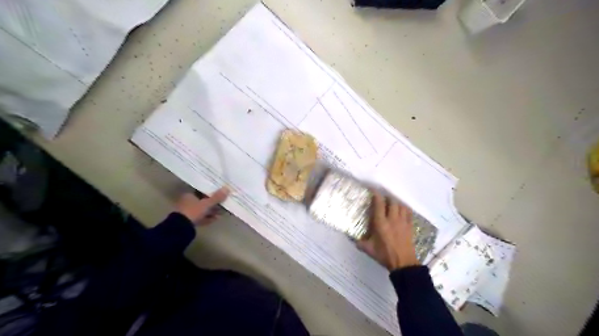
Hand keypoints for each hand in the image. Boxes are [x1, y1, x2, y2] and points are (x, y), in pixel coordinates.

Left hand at [176, 186, 229, 224]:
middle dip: (213, 203)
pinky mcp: (190, 221)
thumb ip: (217, 197)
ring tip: (222, 212)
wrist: (181, 228)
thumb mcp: (207, 204)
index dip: (211, 192)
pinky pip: (201, 217)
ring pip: (203, 210)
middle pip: (203, 201)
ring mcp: (188, 212)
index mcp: (189, 195)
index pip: (201, 191)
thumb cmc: (193, 211)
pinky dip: (208, 217)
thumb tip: (227, 188)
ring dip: (212, 211)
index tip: (219, 193)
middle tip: (223, 203)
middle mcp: (188, 202)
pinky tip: (216, 218)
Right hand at [358, 192, 417, 270]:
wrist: (403, 263)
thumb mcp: (369, 249)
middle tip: (382, 199)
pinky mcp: (410, 226)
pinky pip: (408, 212)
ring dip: (396, 202)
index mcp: (381, 223)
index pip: (379, 204)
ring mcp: (402, 222)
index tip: (373, 189)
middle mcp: (392, 219)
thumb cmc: (384, 255)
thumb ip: (359, 243)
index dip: (376, 194)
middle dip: (387, 198)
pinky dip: (404, 208)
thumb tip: (352, 240)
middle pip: (392, 201)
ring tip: (391, 204)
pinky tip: (401, 210)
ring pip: (401, 205)